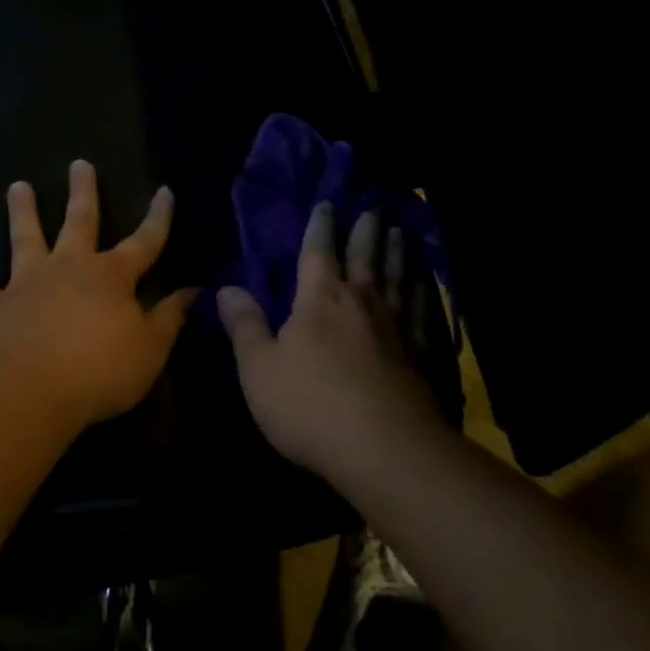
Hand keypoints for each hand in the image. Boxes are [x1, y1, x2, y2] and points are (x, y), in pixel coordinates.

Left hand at [0, 161, 196, 428]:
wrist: (29, 392)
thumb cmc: (99, 371)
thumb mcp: (150, 349)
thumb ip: (170, 318)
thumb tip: (192, 291)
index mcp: (112, 276)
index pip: (145, 241)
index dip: (158, 217)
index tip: (164, 190)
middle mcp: (70, 268)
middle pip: (80, 222)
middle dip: (83, 192)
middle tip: (79, 163)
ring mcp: (28, 284)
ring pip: (25, 239)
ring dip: (22, 212)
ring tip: (17, 186)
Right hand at [217, 203, 445, 480]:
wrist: (383, 447)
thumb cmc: (310, 406)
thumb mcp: (259, 369)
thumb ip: (245, 326)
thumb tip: (226, 288)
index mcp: (320, 299)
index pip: (318, 250)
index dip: (321, 225)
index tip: (327, 203)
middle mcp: (360, 301)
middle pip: (364, 255)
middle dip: (365, 230)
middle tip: (374, 207)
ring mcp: (395, 325)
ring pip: (396, 276)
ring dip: (396, 252)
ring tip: (400, 232)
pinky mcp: (419, 352)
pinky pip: (421, 311)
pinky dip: (421, 292)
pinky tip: (423, 285)